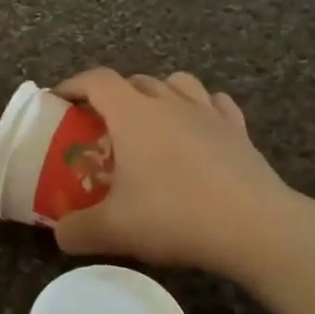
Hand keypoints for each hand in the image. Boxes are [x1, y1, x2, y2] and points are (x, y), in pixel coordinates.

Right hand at [50, 69, 314, 278]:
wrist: (255, 227)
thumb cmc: (175, 216)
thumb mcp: (113, 230)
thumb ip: (76, 230)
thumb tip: (60, 234)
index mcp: (133, 114)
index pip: (96, 80)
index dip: (73, 85)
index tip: (59, 100)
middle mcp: (169, 102)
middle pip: (134, 80)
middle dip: (112, 94)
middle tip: (101, 123)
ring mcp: (208, 113)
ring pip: (177, 83)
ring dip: (157, 93)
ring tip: (150, 119)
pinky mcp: (238, 130)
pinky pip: (215, 103)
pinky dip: (201, 107)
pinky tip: (198, 127)